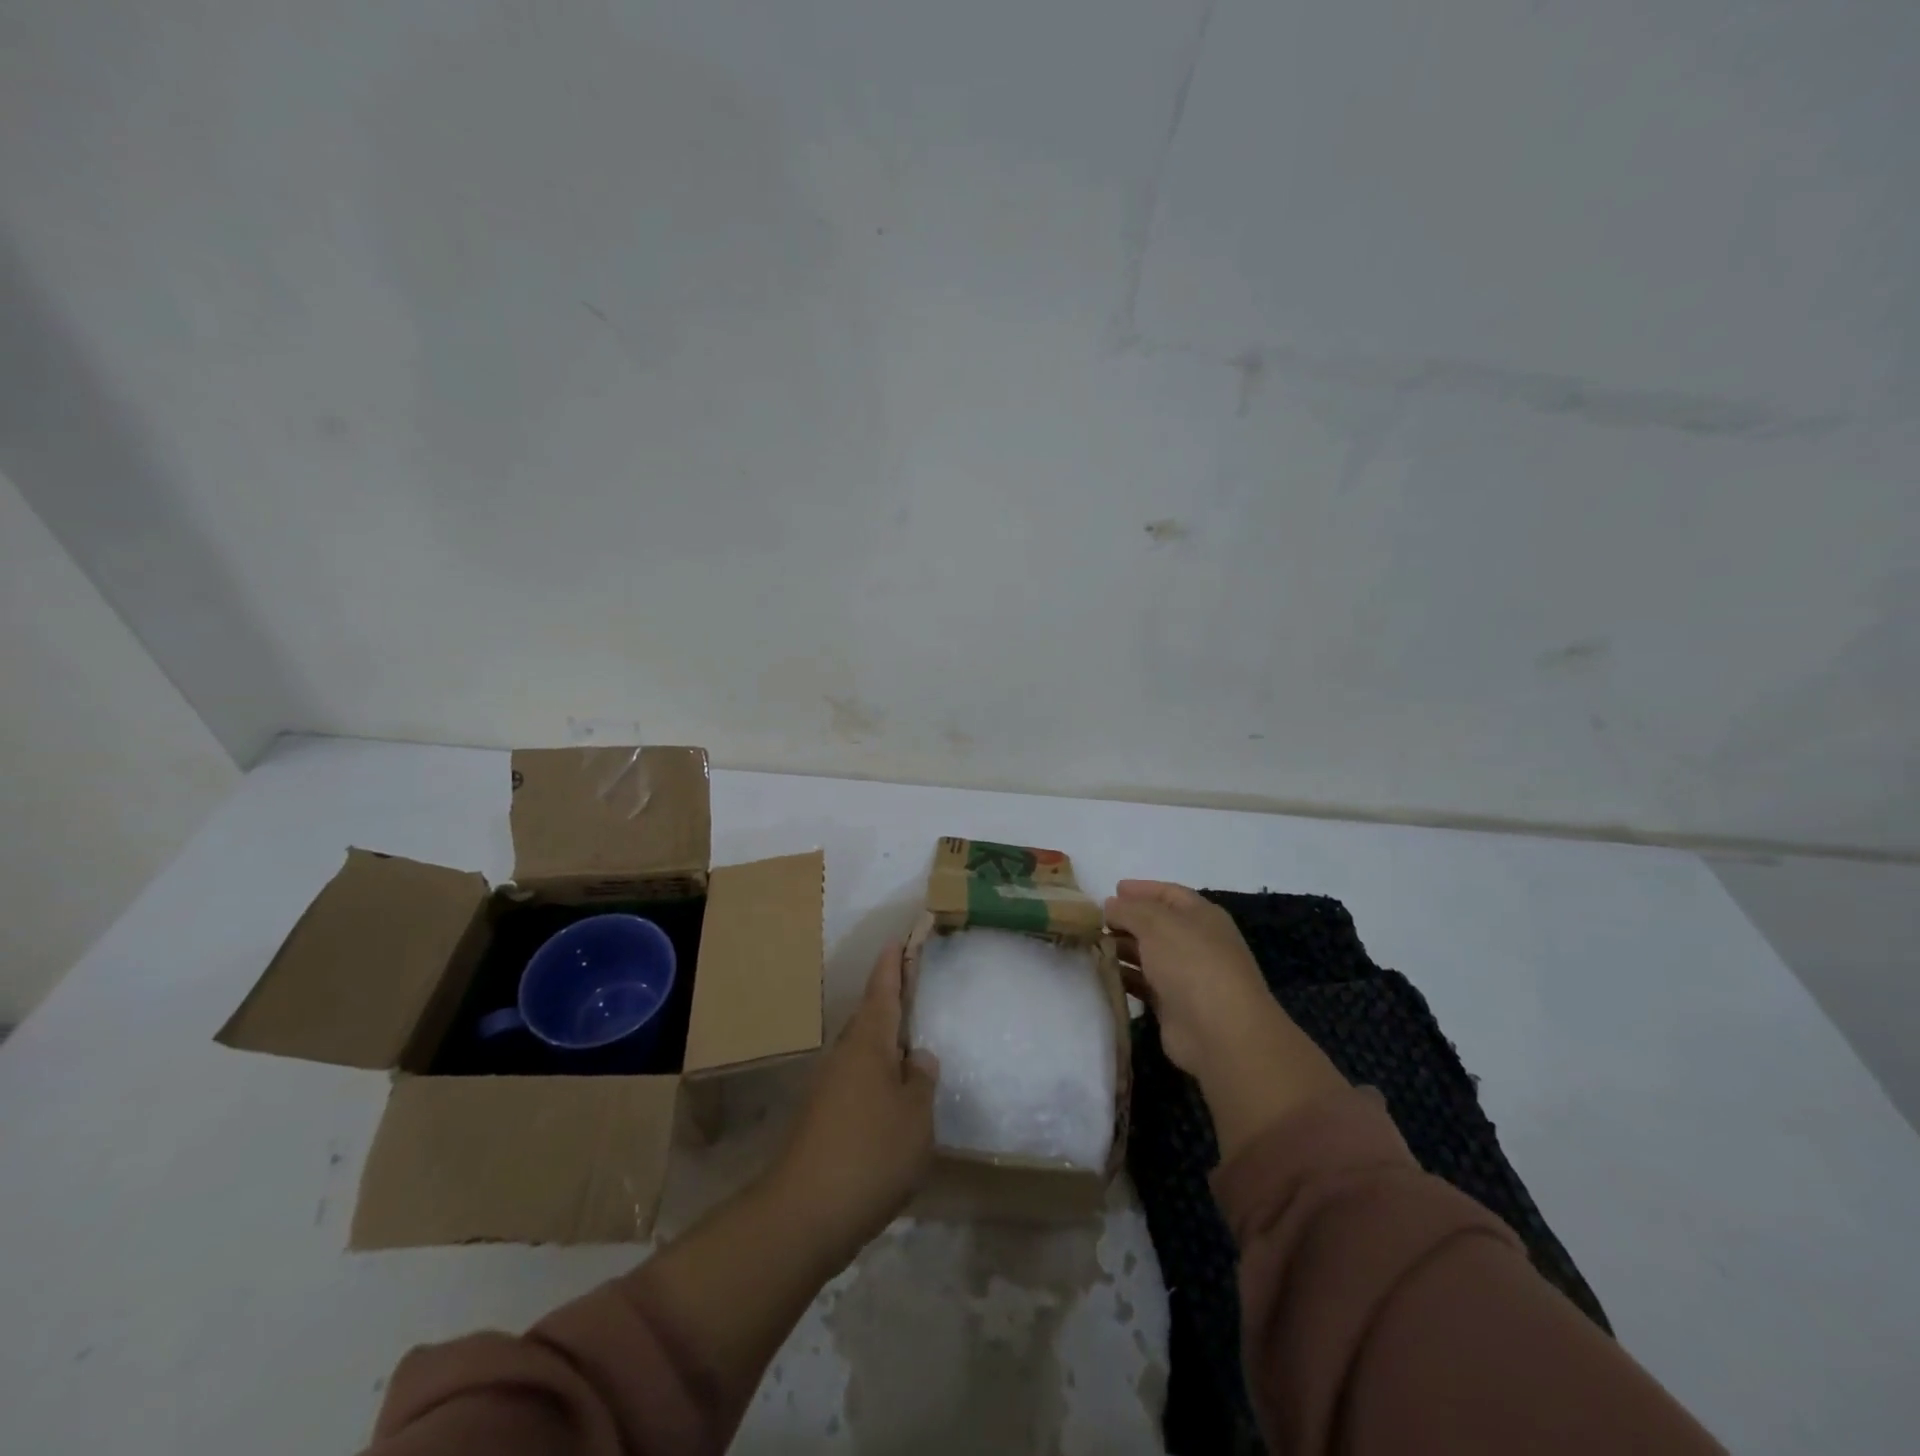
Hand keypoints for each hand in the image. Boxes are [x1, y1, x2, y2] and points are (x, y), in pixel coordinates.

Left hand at [771, 943, 938, 1253]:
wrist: (804, 1214)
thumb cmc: (870, 1153)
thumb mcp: (915, 1116)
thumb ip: (921, 1081)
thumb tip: (917, 1056)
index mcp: (868, 1043)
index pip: (883, 991)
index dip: (893, 965)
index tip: (899, 938)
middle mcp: (844, 1056)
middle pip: (869, 1018)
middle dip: (890, 1001)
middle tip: (914, 987)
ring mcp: (829, 1088)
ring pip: (862, 1052)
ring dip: (884, 1043)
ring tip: (910, 1043)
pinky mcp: (823, 1119)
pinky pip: (857, 1081)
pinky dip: (876, 1077)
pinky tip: (893, 1098)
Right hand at [1105, 880, 1346, 1159]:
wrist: (1219, 1031)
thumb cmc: (1191, 963)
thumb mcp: (1155, 922)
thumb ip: (1128, 909)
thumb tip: (1110, 905)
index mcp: (1202, 916)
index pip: (1169, 894)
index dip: (1142, 889)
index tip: (1112, 889)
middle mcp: (1196, 943)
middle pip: (1156, 925)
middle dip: (1126, 920)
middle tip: (1093, 920)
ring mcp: (1186, 976)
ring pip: (1148, 955)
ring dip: (1121, 949)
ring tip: (1091, 944)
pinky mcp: (1173, 1006)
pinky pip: (1143, 984)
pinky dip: (1124, 976)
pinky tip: (1102, 972)